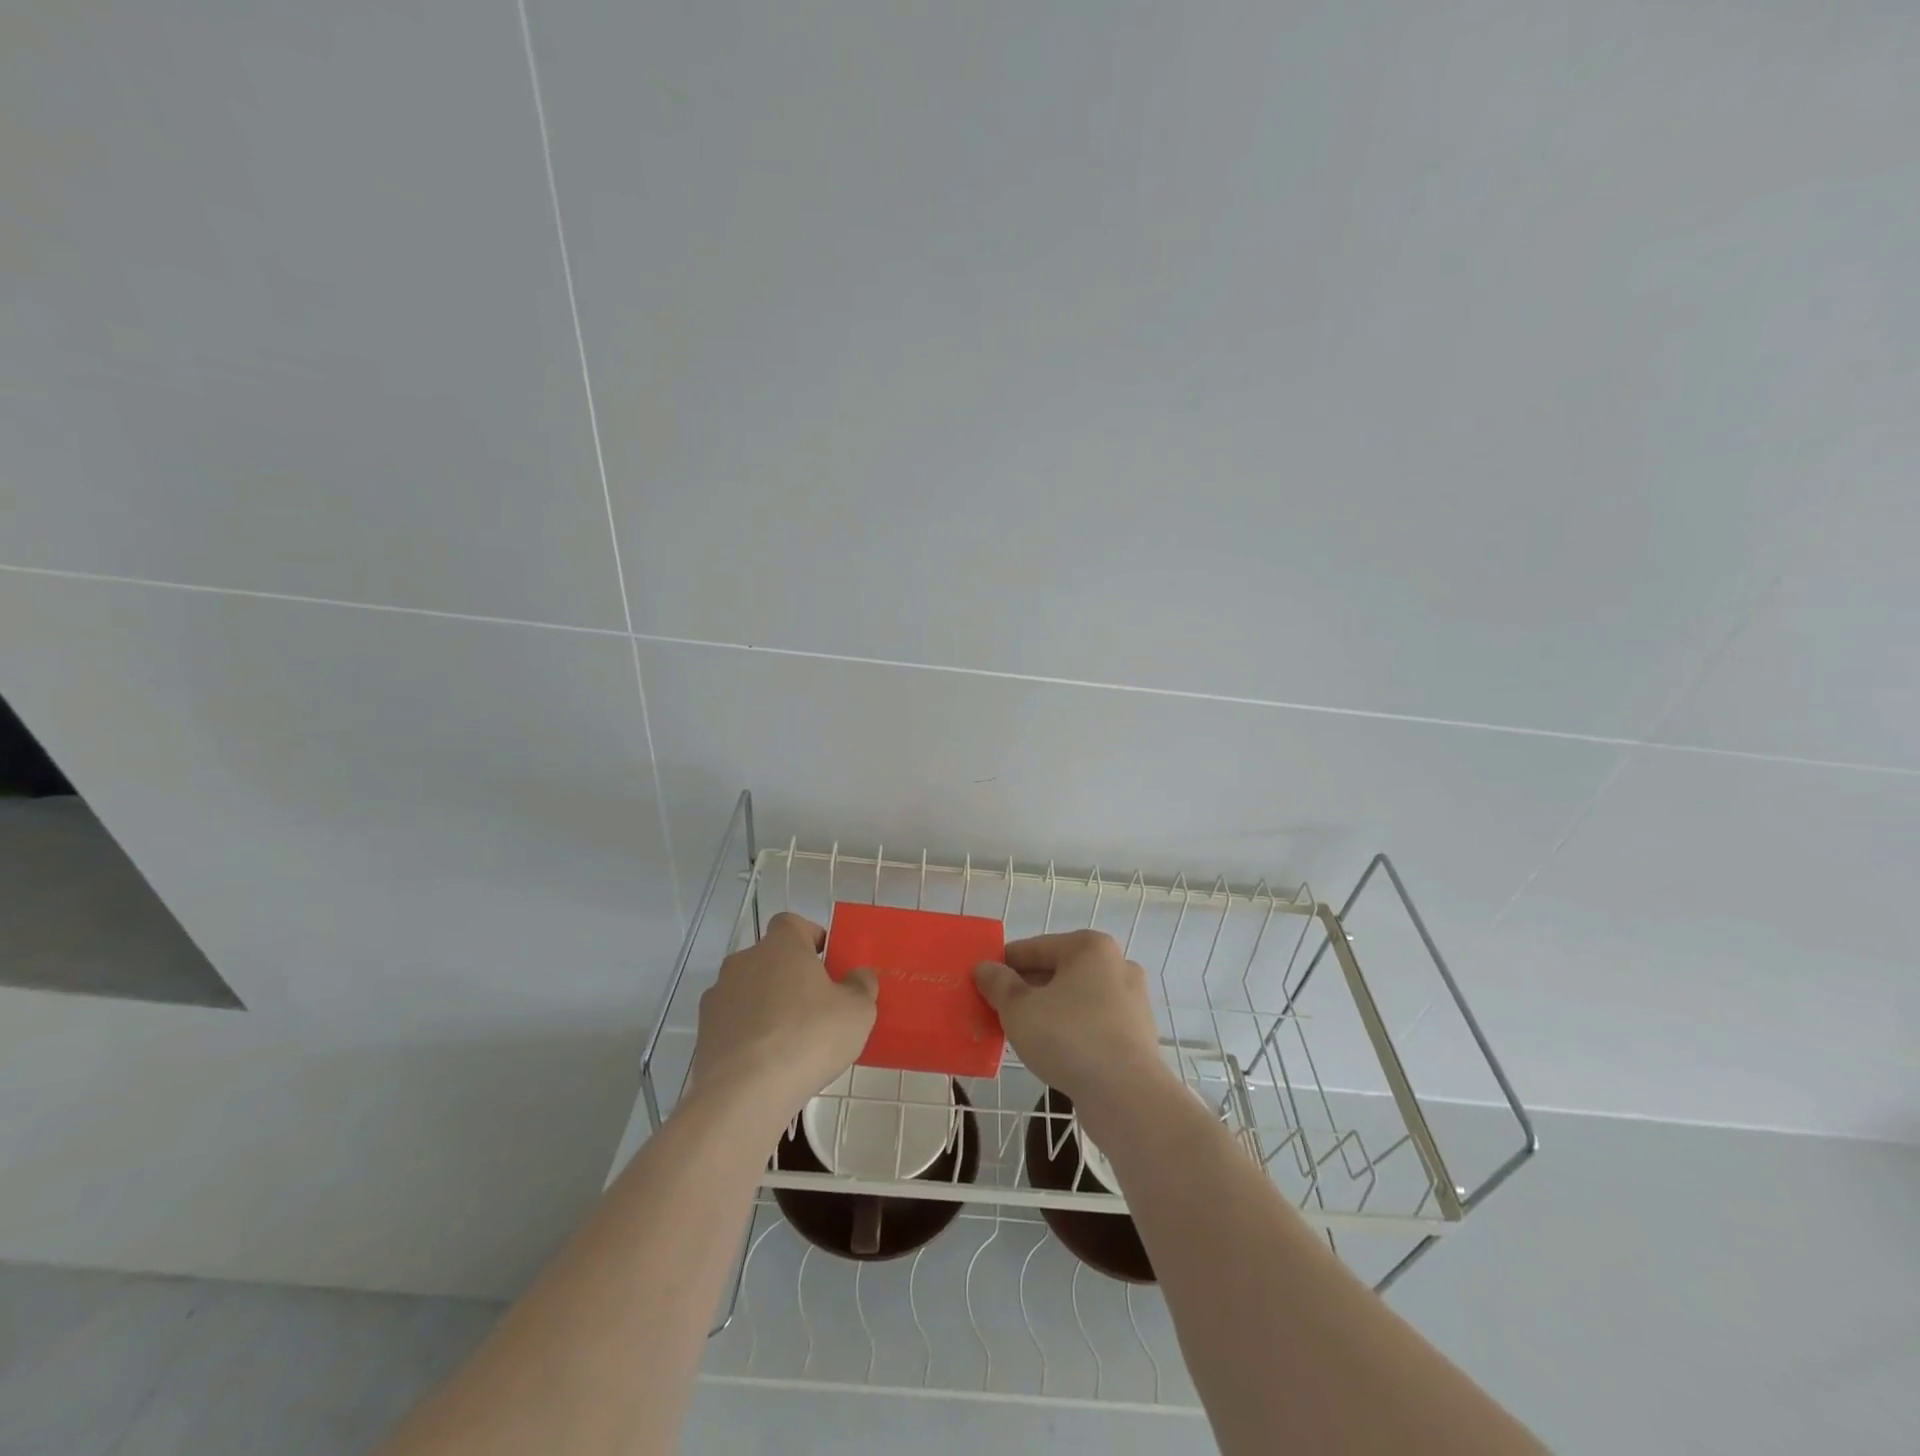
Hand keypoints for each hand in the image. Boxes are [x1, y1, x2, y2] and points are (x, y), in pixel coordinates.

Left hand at [690, 912, 877, 1130]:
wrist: (744, 1094)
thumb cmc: (808, 1037)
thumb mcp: (857, 1011)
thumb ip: (862, 985)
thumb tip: (859, 975)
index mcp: (781, 944)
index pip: (793, 924)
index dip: (811, 939)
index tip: (827, 965)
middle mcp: (744, 960)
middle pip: (771, 958)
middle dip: (791, 977)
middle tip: (816, 1007)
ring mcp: (718, 996)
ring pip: (750, 991)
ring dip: (767, 1006)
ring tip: (791, 1042)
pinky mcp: (704, 1032)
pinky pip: (734, 1023)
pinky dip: (749, 1034)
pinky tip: (766, 1063)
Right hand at [972, 930, 1172, 1112]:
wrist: (1127, 1096)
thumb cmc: (1069, 1038)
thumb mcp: (1019, 1008)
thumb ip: (998, 984)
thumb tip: (984, 968)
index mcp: (1090, 947)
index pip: (1034, 947)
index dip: (1003, 964)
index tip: (981, 983)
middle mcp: (1116, 965)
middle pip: (1057, 971)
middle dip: (1026, 989)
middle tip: (997, 1010)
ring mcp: (1131, 1000)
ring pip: (1075, 998)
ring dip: (1047, 1010)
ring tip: (1020, 1032)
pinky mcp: (1137, 1034)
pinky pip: (1092, 1023)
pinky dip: (1070, 1030)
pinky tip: (1052, 1051)